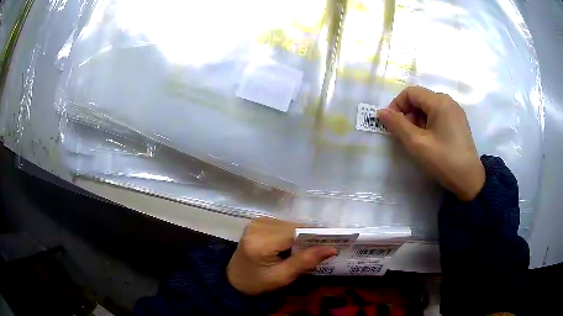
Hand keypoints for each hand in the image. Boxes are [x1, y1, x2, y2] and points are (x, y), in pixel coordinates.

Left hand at [227, 218, 336, 295]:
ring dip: (302, 234)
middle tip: (325, 246)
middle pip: (293, 226)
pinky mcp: (257, 223)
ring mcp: (256, 222)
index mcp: (261, 242)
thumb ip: (305, 261)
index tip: (334, 240)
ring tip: (312, 246)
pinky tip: (295, 244)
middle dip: (310, 236)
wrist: (234, 280)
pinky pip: (282, 224)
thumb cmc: (257, 283)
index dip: (316, 234)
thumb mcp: (282, 277)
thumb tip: (332, 248)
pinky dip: (292, 233)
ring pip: (290, 224)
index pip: (295, 232)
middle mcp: (258, 226)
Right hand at [378, 86, 484, 200]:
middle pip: (420, 99)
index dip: (397, 105)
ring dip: (417, 120)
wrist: (469, 180)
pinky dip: (428, 124)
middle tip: (405, 136)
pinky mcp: (458, 122)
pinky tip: (429, 141)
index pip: (410, 92)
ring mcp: (455, 112)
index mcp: (439, 102)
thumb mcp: (417, 143)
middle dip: (407, 114)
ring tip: (418, 141)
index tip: (392, 124)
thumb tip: (381, 112)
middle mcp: (448, 101)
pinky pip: (438, 115)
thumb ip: (398, 125)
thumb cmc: (444, 160)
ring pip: (428, 108)